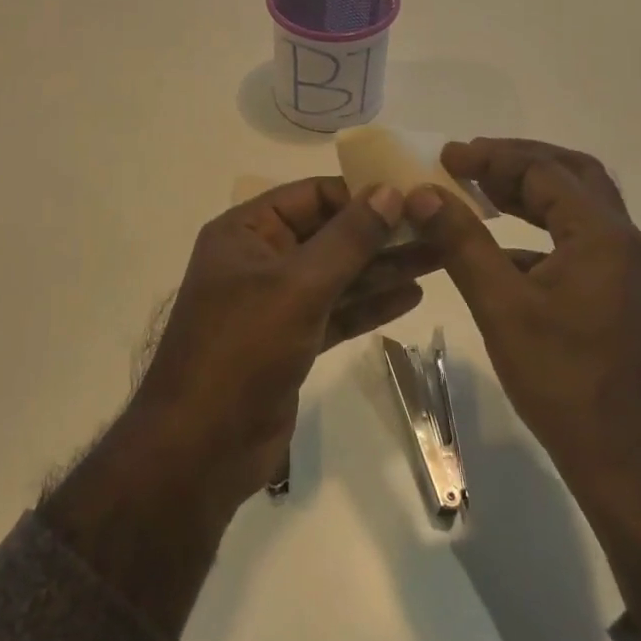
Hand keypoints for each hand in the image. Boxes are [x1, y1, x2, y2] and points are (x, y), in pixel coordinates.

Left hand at [43, 177, 426, 640]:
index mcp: (246, 231)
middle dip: (382, 232)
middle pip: (330, 235)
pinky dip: (370, 304)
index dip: (361, 193)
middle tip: (439, 225)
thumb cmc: (243, 350)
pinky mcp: (291, 341)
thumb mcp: (298, 286)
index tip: (413, 194)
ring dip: (384, 267)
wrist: (201, 449)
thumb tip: (390, 191)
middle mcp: (260, 259)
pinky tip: (412, 295)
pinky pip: (336, 311)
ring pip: (338, 274)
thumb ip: (348, 239)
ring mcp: (275, 302)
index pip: (311, 196)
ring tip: (440, 255)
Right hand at [403, 139, 640, 491]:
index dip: (491, 157)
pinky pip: (576, 241)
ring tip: (481, 191)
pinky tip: (500, 251)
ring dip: (531, 192)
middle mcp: (621, 240)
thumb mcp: (501, 307)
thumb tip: (422, 193)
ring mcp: (623, 268)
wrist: (631, 460)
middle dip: (518, 161)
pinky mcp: (617, 294)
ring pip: (577, 207)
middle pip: (571, 175)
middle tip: (470, 163)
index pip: (543, 171)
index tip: (446, 156)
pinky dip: (538, 230)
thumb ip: (461, 243)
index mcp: (601, 234)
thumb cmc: (564, 380)